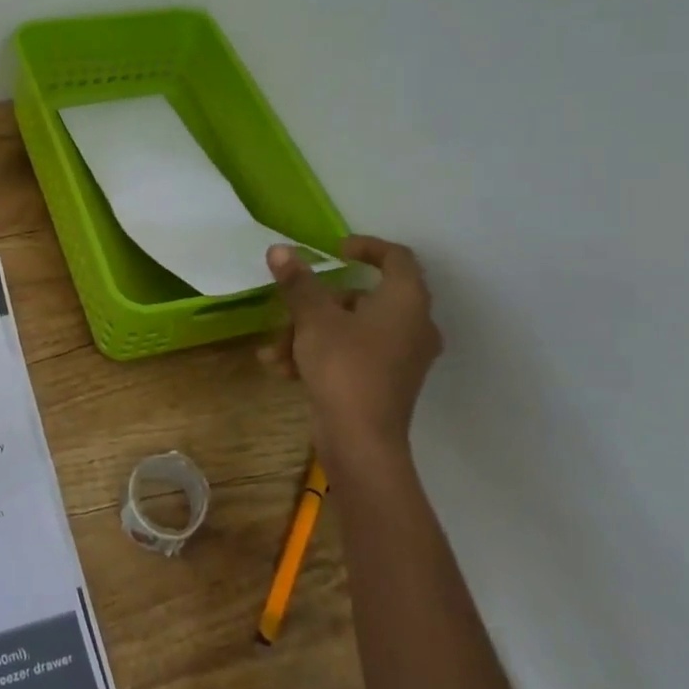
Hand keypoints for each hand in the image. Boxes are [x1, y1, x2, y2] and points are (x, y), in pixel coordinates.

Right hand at [260, 236, 442, 469]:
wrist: (361, 441)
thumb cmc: (344, 367)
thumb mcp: (314, 318)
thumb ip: (298, 282)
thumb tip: (280, 249)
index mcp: (406, 301)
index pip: (396, 258)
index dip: (366, 247)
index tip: (335, 251)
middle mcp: (413, 325)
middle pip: (362, 298)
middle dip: (316, 304)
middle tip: (288, 313)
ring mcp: (402, 357)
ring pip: (351, 329)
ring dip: (309, 334)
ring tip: (275, 353)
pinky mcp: (387, 383)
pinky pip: (353, 355)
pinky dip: (321, 355)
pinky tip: (284, 370)